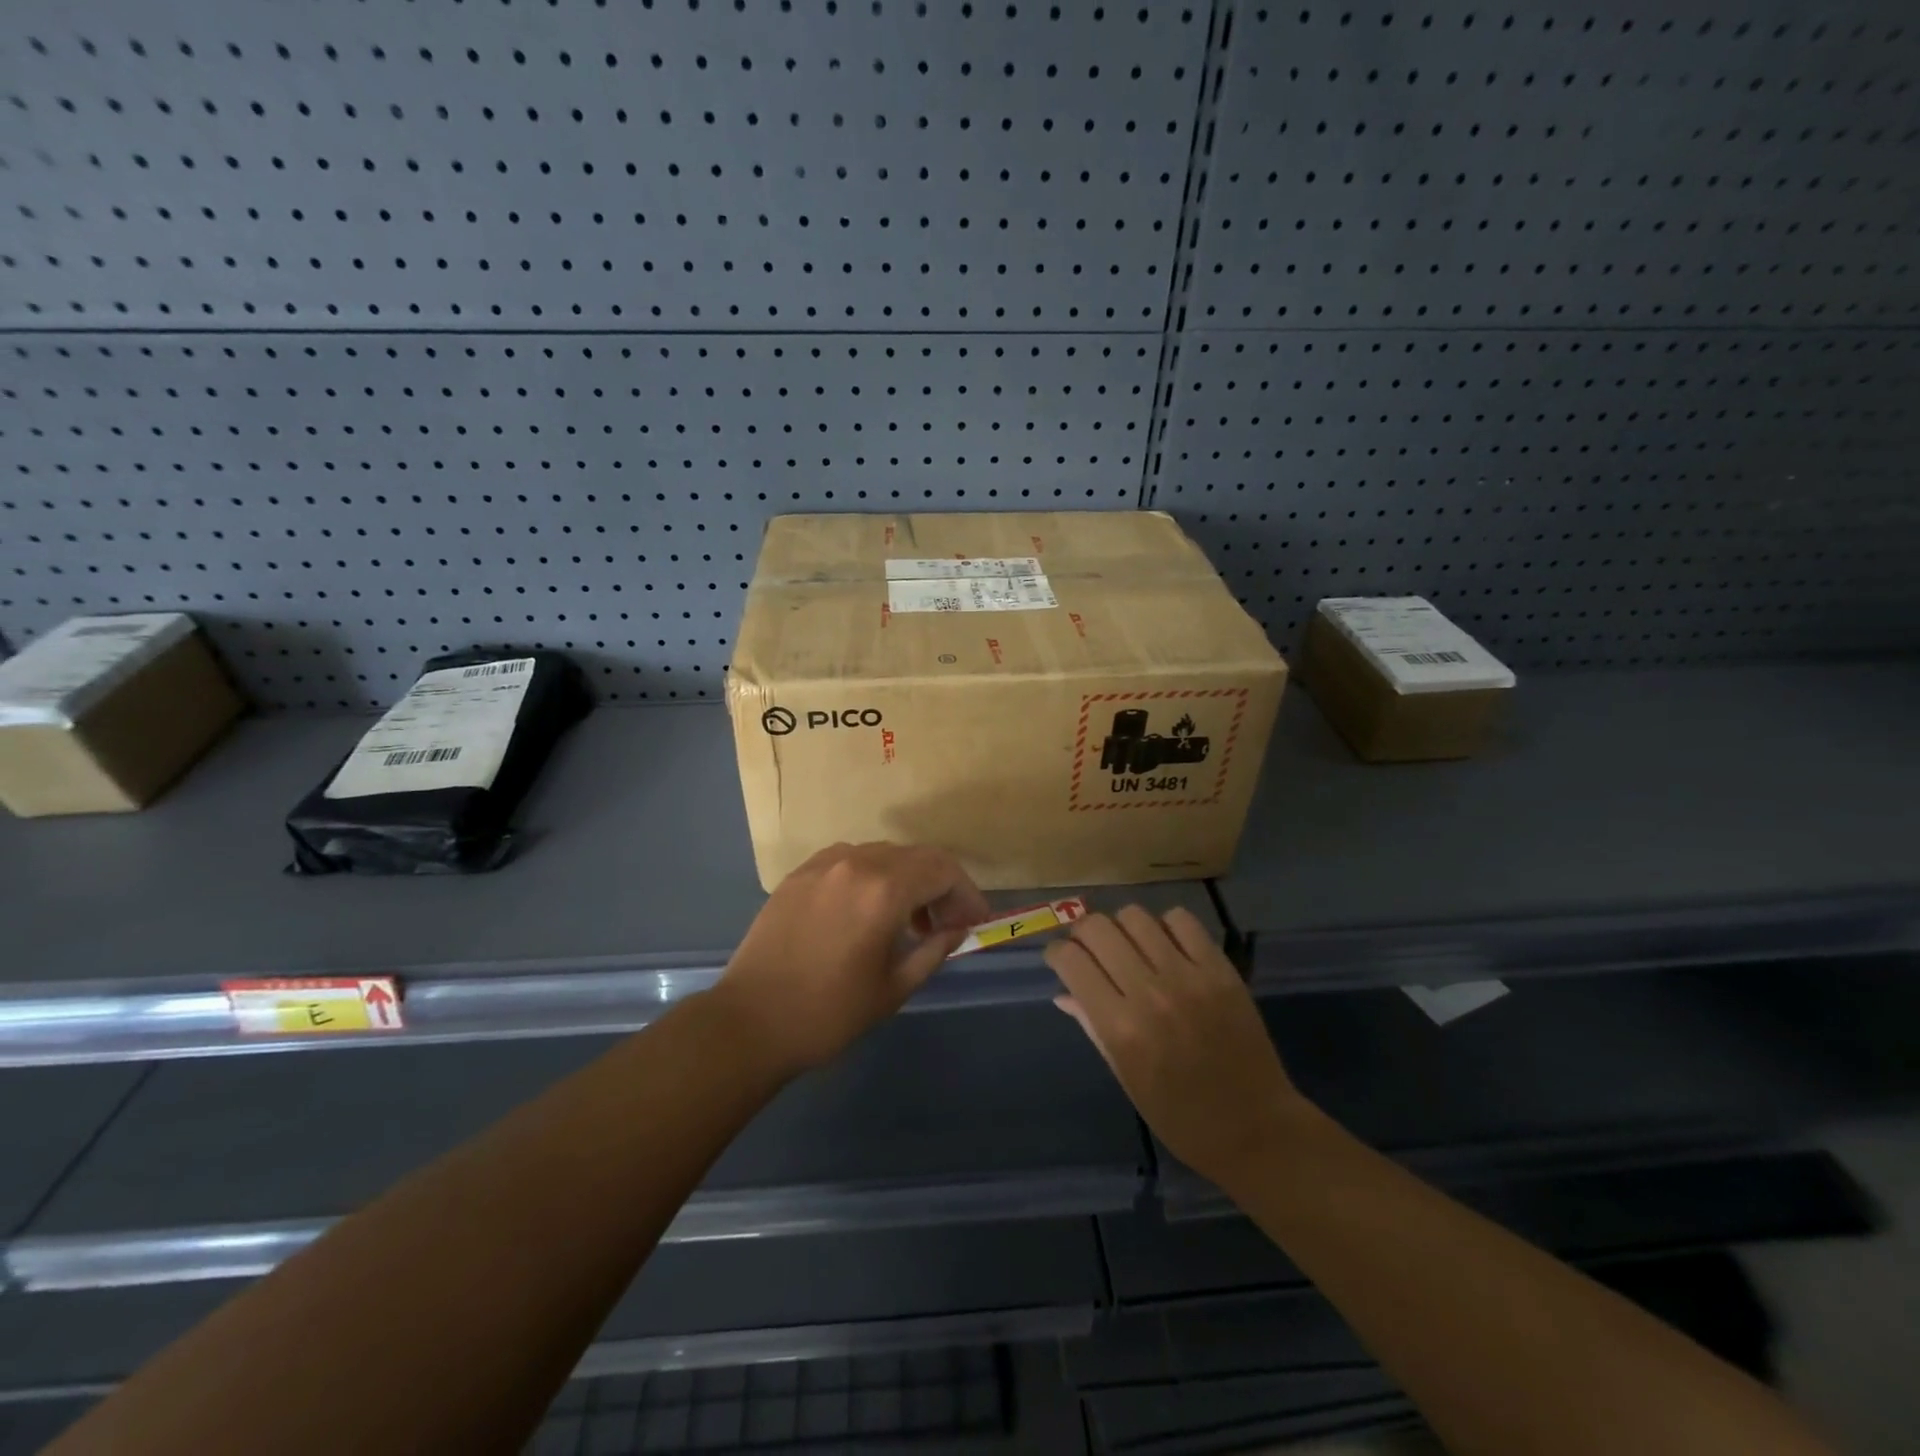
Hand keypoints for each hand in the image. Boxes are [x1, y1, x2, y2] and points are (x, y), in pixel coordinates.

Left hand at [713, 841, 991, 1076]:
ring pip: (884, 854)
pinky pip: (850, 859)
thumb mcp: (894, 987)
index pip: (943, 871)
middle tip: (948, 922)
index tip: (975, 922)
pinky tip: (868, 909)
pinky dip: (873, 875)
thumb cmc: (828, 1013)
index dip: (967, 894)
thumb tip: (958, 929)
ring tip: (909, 921)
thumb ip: (934, 950)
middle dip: (941, 885)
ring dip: (907, 878)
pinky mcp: (799, 873)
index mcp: (884, 890)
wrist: (750, 1022)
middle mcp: (856, 863)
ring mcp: (823, 864)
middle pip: (917, 856)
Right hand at [1045, 906, 1308, 1186]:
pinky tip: (1166, 947)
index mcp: (1120, 1027)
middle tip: (1091, 951)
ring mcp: (1188, 977)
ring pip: (1135, 916)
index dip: (1058, 953)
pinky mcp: (1220, 970)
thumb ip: (1092, 1027)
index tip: (1061, 960)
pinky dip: (1165, 926)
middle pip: (1097, 928)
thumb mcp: (1126, 1077)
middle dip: (1083, 934)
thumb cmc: (1180, 1116)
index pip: (1071, 960)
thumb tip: (1063, 993)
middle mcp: (1149, 993)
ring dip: (1122, 927)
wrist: (1256, 1129)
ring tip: (1130, 947)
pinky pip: (1182, 921)